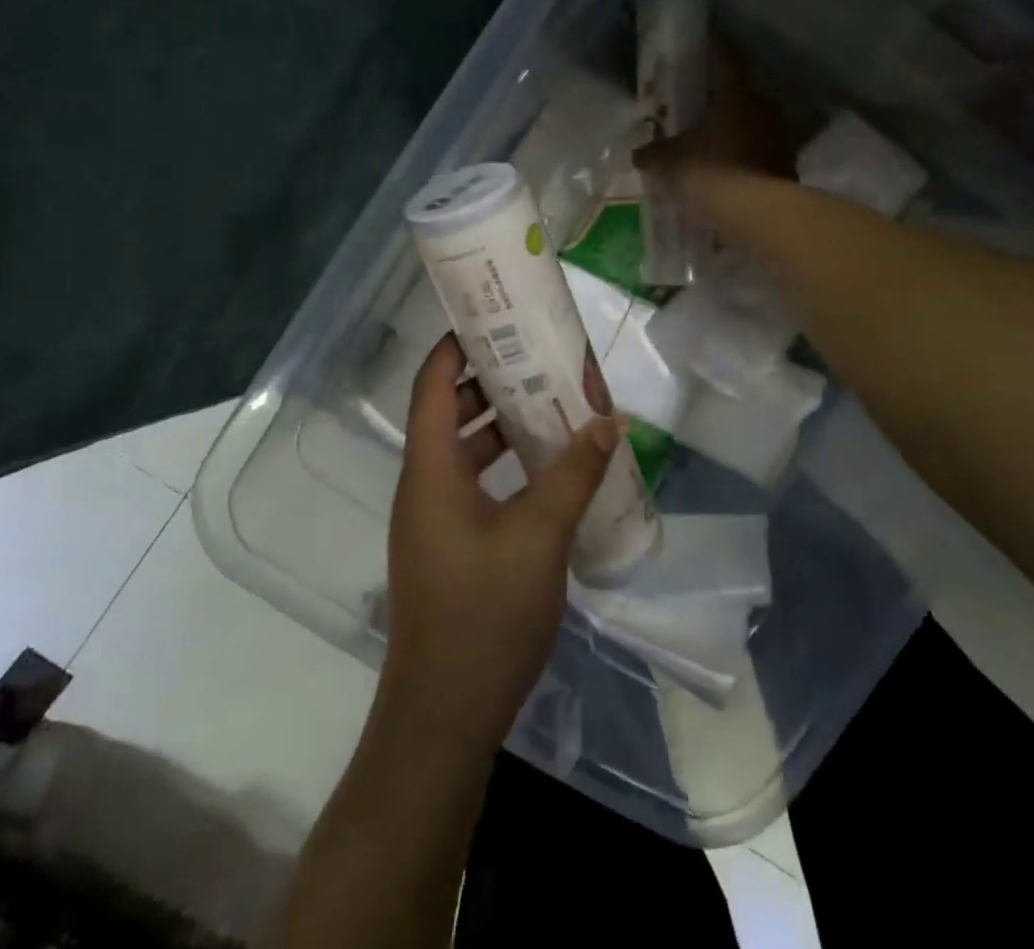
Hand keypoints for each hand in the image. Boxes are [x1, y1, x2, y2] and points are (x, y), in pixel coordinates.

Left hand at [377, 335, 617, 756]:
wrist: (443, 718)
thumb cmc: (484, 616)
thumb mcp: (538, 537)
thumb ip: (573, 474)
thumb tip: (608, 420)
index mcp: (430, 470)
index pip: (432, 384)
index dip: (456, 344)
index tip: (497, 315)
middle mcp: (424, 484)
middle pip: (449, 410)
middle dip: (492, 379)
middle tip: (541, 355)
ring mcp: (434, 517)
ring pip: (465, 448)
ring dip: (503, 423)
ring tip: (553, 401)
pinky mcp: (449, 545)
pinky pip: (475, 482)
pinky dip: (506, 463)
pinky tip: (548, 467)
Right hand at [634, 44, 793, 195]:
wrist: (757, 215)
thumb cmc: (711, 173)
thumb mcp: (670, 163)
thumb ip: (652, 154)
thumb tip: (639, 153)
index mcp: (735, 94)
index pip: (724, 58)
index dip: (713, 45)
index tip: (705, 35)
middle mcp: (762, 108)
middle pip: (738, 94)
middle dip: (718, 98)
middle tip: (697, 102)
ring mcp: (779, 138)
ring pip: (750, 125)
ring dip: (732, 130)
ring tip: (709, 141)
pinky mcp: (786, 167)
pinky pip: (758, 154)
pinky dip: (742, 158)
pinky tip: (726, 171)